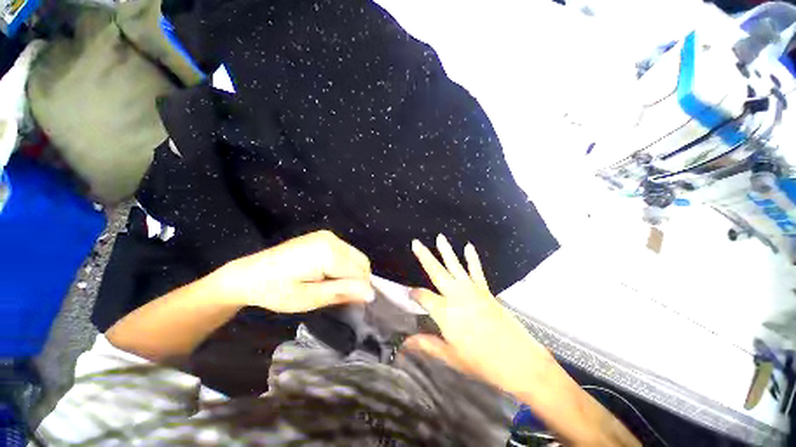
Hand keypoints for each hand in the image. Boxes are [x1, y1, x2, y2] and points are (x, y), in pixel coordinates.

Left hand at [219, 231, 374, 312]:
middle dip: (357, 280)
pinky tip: (328, 275)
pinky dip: (345, 266)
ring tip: (332, 286)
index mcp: (327, 253)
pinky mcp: (324, 236)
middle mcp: (331, 239)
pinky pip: (346, 252)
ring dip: (351, 273)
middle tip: (340, 297)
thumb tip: (370, 293)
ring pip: (356, 257)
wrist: (247, 275)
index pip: (359, 272)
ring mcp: (328, 235)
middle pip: (361, 262)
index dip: (359, 289)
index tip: (351, 305)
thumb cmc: (275, 291)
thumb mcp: (308, 298)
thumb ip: (341, 292)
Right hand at [405, 235, 556, 394]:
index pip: (423, 297)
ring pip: (455, 266)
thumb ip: (427, 345)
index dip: (414, 294)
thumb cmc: (481, 362)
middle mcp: (456, 296)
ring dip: (447, 251)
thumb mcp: (451, 357)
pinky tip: (468, 247)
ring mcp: (472, 291)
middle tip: (416, 243)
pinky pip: (476, 271)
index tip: (409, 293)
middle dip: (425, 257)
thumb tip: (405, 344)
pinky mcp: (485, 291)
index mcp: (445, 313)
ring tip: (440, 237)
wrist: (519, 361)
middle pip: (437, 272)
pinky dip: (472, 259)